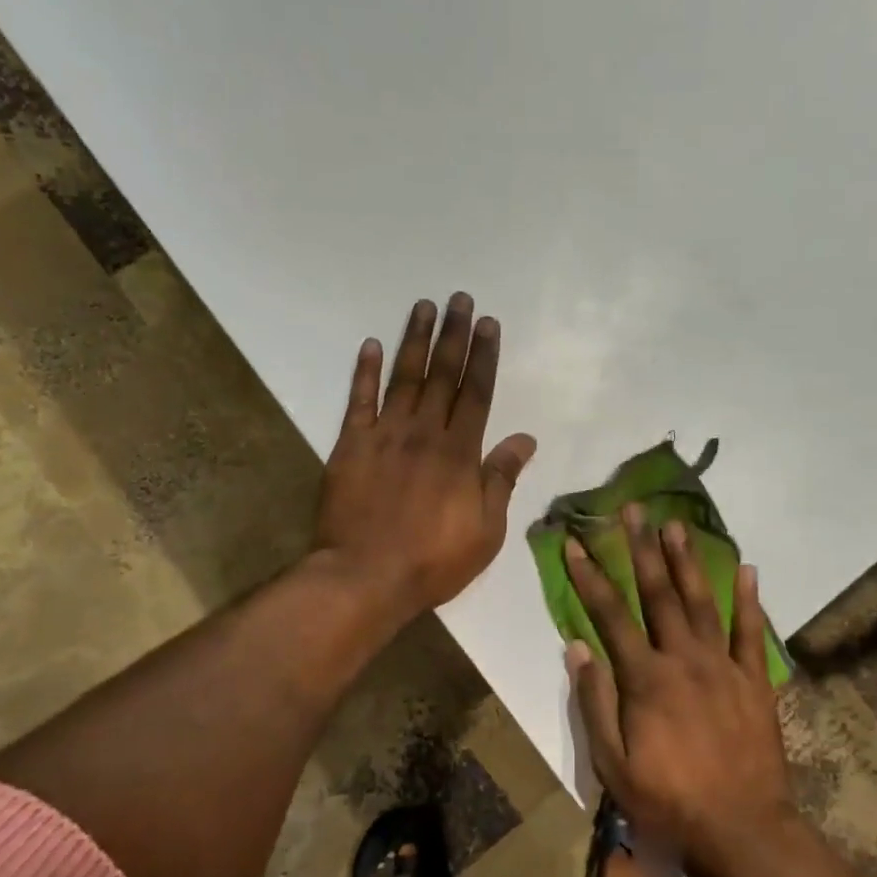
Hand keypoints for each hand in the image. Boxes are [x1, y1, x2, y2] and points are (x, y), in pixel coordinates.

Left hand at [315, 293, 537, 616]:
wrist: (365, 577)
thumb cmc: (433, 561)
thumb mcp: (486, 531)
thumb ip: (502, 480)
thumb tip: (525, 439)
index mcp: (460, 452)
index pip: (476, 393)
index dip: (484, 356)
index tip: (488, 324)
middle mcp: (424, 433)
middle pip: (442, 375)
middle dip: (454, 335)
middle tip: (460, 299)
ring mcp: (384, 436)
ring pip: (403, 378)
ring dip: (415, 340)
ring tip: (423, 306)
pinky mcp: (350, 446)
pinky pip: (359, 401)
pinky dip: (364, 371)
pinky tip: (370, 344)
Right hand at [565, 505, 796, 869]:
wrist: (741, 830)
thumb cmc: (667, 801)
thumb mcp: (612, 763)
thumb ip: (594, 701)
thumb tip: (577, 647)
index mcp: (645, 678)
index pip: (610, 615)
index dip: (589, 576)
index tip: (574, 542)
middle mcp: (684, 659)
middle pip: (658, 593)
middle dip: (641, 548)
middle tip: (632, 509)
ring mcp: (723, 666)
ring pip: (702, 601)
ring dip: (687, 560)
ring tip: (676, 524)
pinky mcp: (754, 681)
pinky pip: (751, 632)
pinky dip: (750, 599)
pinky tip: (747, 569)